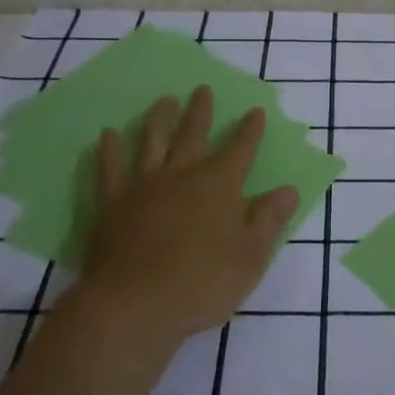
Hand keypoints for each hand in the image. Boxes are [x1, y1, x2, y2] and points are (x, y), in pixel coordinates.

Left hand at [77, 86, 298, 347]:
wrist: (134, 305)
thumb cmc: (202, 283)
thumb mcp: (251, 256)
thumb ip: (268, 219)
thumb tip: (287, 189)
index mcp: (220, 185)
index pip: (240, 149)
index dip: (249, 130)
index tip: (255, 111)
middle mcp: (182, 175)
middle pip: (193, 135)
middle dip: (201, 112)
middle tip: (202, 89)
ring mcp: (143, 186)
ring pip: (152, 143)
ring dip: (159, 120)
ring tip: (163, 101)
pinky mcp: (112, 204)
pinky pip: (110, 169)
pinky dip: (109, 150)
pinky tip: (106, 136)